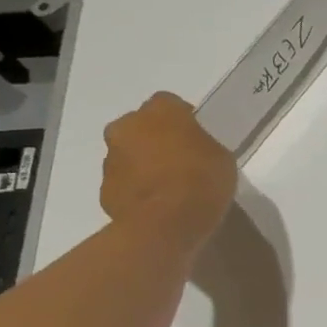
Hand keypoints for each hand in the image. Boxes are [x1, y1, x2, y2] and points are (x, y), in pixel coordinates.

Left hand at [99, 93, 236, 252]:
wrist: (165, 224)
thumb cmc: (201, 181)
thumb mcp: (221, 157)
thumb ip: (202, 145)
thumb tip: (191, 150)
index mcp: (160, 112)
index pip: (170, 103)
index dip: (184, 118)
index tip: (197, 136)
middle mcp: (128, 127)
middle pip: (141, 125)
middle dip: (156, 138)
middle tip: (181, 159)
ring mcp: (111, 158)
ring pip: (129, 153)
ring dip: (145, 163)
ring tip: (170, 187)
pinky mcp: (104, 188)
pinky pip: (124, 182)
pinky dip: (137, 189)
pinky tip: (158, 204)